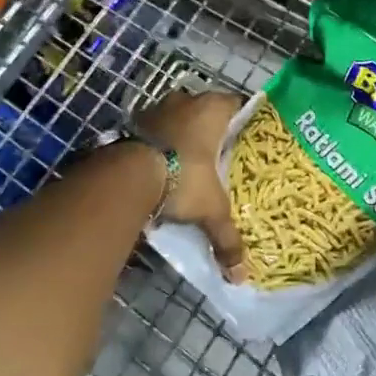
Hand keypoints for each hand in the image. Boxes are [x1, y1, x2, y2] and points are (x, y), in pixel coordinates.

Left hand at [134, 89, 247, 282]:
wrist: (126, 174)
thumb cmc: (182, 177)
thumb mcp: (210, 209)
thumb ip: (227, 237)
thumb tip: (240, 275)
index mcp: (213, 109)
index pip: (238, 104)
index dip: (245, 120)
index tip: (250, 138)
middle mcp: (186, 100)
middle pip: (206, 109)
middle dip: (212, 129)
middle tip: (221, 154)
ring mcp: (156, 108)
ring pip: (178, 117)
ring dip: (182, 134)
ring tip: (191, 162)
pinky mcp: (132, 121)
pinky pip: (154, 129)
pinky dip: (159, 143)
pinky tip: (163, 165)